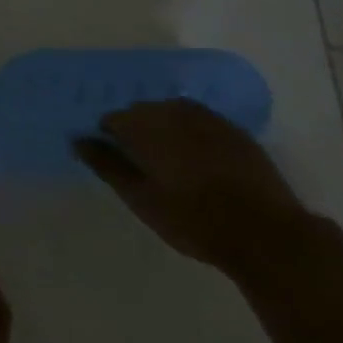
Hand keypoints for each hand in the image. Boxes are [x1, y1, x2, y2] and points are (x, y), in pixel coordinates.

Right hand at [75, 99, 304, 271]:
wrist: (265, 233)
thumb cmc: (193, 219)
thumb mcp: (140, 198)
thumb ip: (106, 164)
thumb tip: (77, 138)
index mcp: (145, 123)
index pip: (112, 119)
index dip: (110, 140)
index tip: (117, 165)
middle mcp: (172, 109)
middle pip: (142, 113)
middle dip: (138, 134)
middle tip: (145, 169)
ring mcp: (207, 117)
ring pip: (172, 116)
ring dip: (166, 133)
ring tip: (173, 167)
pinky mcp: (234, 129)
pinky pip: (201, 124)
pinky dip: (193, 138)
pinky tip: (202, 165)